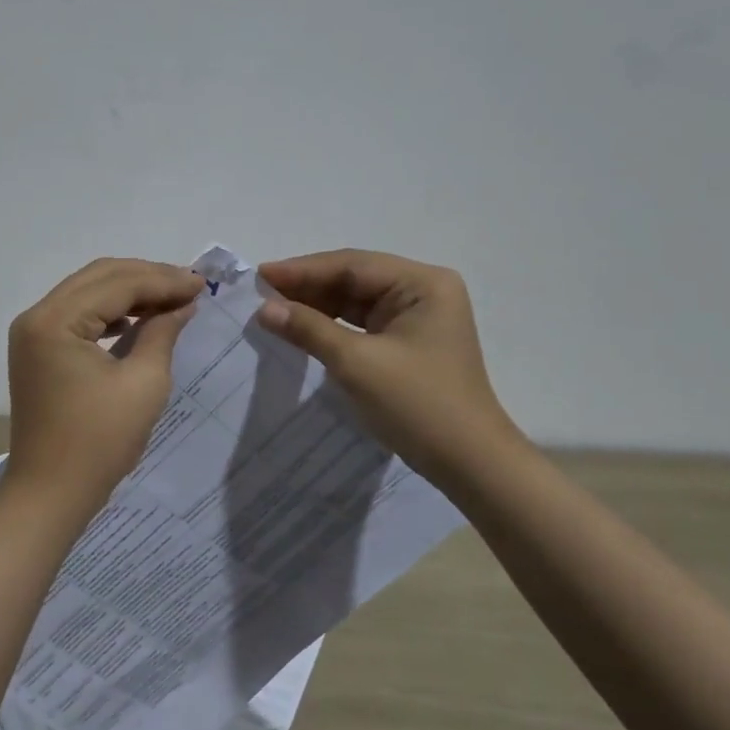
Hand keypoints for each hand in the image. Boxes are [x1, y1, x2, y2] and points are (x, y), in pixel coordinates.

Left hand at [4, 258, 204, 515]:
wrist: (49, 494)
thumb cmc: (98, 443)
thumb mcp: (144, 384)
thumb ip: (162, 332)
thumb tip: (182, 304)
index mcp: (55, 320)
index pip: (117, 283)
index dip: (163, 280)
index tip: (201, 284)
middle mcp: (36, 316)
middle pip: (99, 277)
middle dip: (147, 277)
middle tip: (190, 285)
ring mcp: (33, 333)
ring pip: (88, 292)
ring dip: (130, 291)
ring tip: (171, 299)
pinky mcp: (37, 350)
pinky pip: (78, 314)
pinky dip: (111, 312)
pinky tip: (139, 320)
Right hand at [256, 249, 519, 482]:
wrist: (469, 463)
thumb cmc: (418, 405)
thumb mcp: (357, 364)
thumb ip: (309, 329)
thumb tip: (264, 309)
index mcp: (422, 283)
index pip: (352, 265)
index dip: (302, 270)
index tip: (260, 275)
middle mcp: (423, 291)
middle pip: (354, 279)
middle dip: (307, 287)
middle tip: (260, 293)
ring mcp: (417, 318)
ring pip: (355, 302)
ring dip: (316, 306)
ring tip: (272, 309)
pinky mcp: (408, 343)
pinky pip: (362, 324)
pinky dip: (331, 326)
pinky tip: (301, 328)